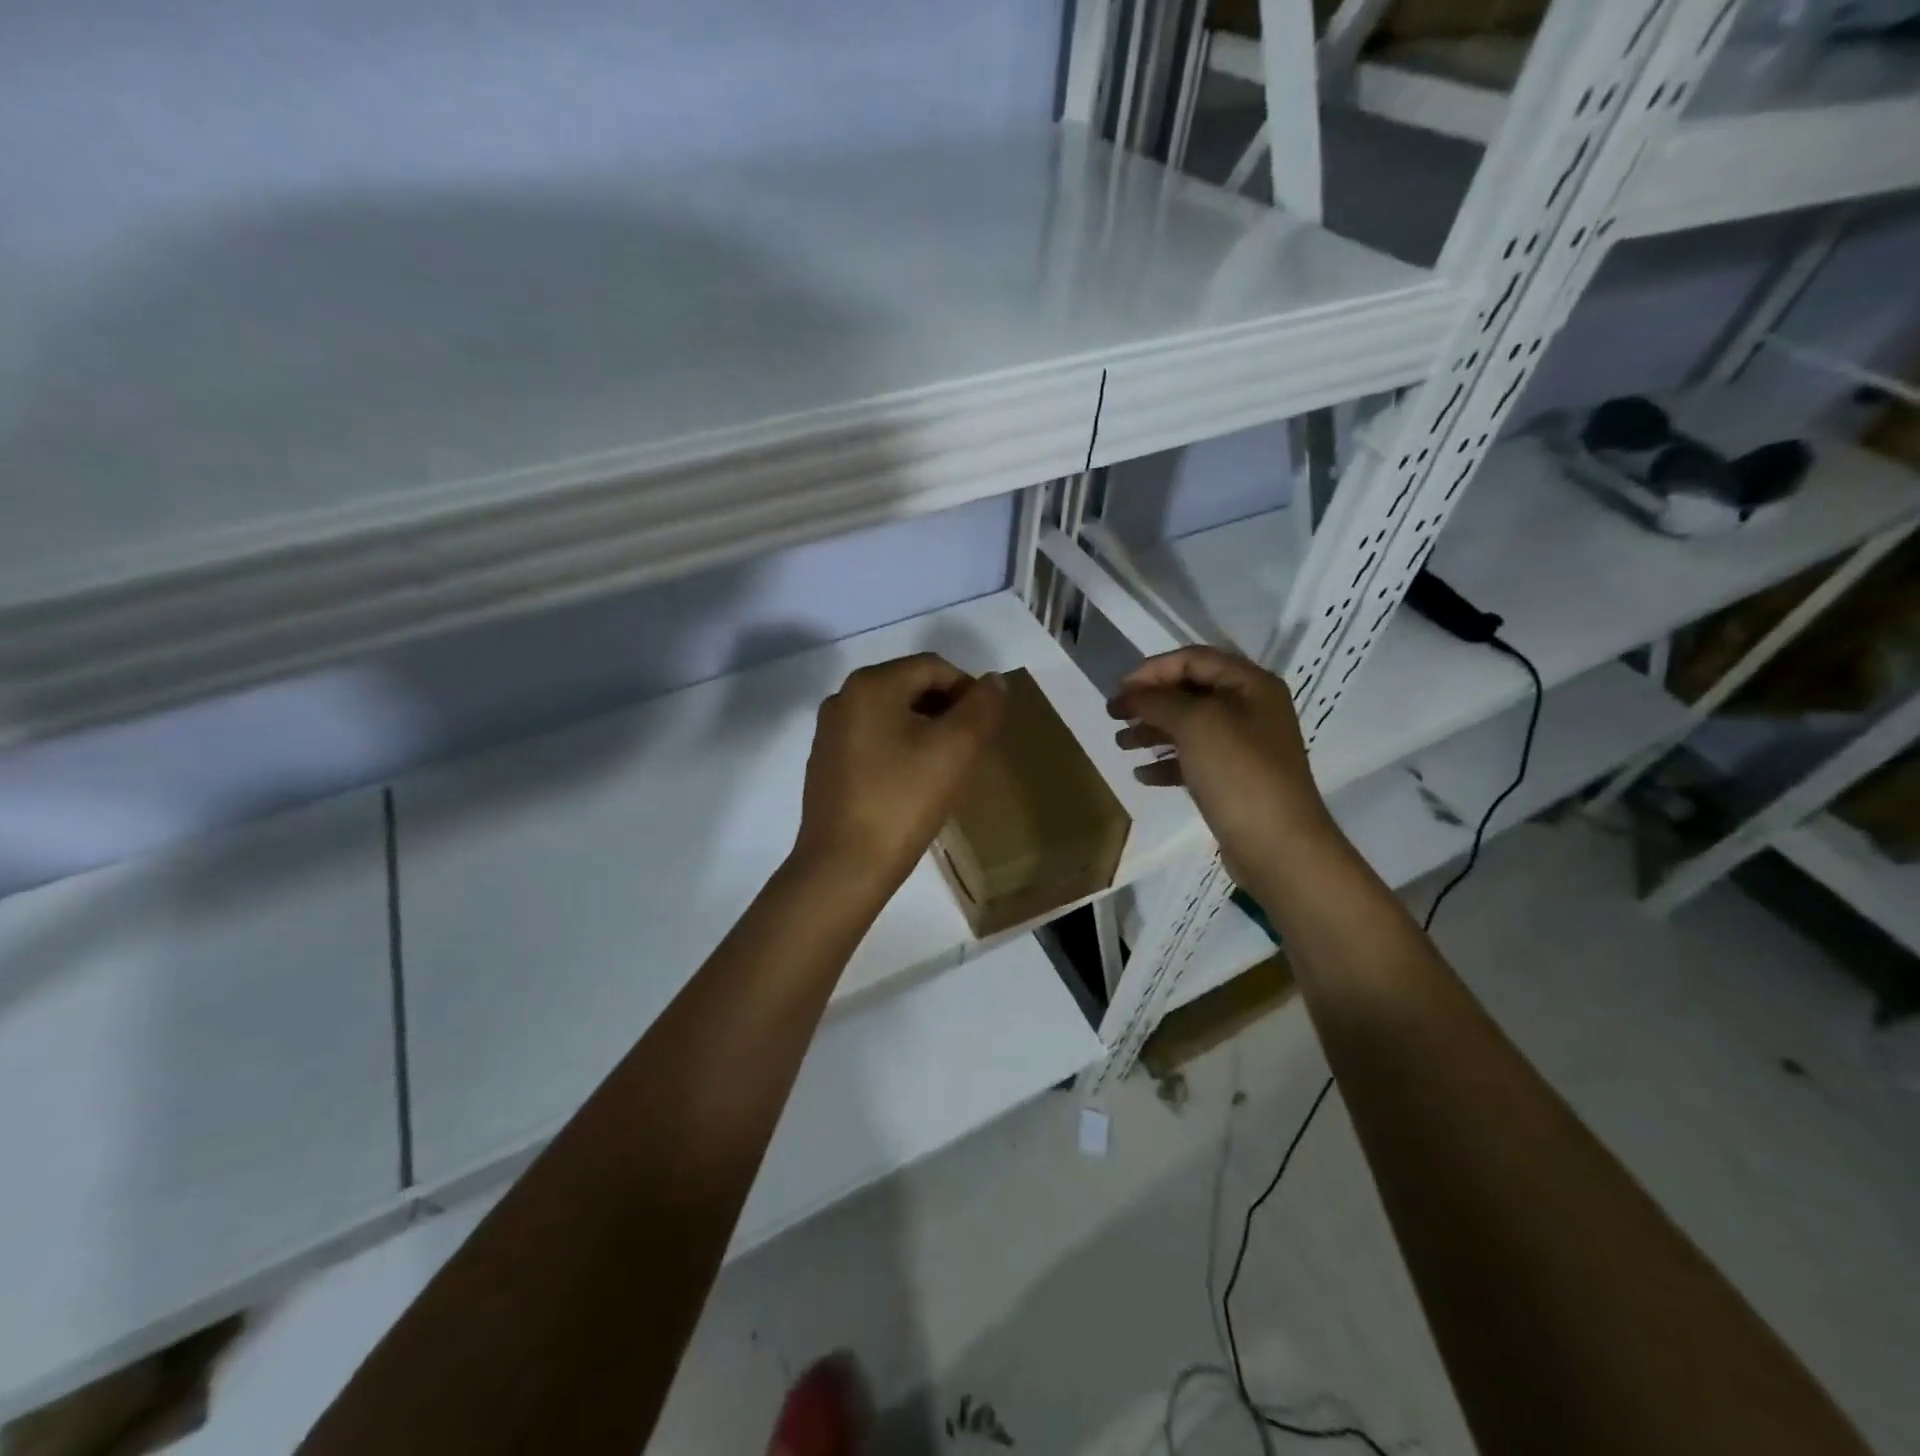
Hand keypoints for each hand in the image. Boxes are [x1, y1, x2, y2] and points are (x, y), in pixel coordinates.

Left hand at [795, 654, 1005, 893]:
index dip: (969, 689)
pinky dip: (900, 749)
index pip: (934, 667)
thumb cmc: (902, 801)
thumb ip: (982, 707)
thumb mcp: (955, 749)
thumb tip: (994, 681)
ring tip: (948, 766)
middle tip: (972, 746)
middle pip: (910, 687)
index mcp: (871, 685)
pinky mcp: (826, 764)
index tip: (987, 727)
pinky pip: (873, 740)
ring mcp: (829, 732)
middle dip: (947, 710)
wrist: (844, 866)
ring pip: (892, 715)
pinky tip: (913, 783)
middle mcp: (843, 698)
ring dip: (926, 730)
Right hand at [1109, 647, 1338, 890]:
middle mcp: (1250, 709)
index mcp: (1250, 684)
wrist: (1277, 845)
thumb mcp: (1195, 724)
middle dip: (1149, 702)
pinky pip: (1193, 760)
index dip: (1152, 670)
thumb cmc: (1238, 772)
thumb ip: (1157, 701)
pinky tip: (1142, 774)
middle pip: (1189, 692)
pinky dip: (1166, 762)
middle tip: (1114, 717)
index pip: (1193, 659)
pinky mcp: (1233, 779)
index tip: (1119, 690)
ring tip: (1121, 745)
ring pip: (1188, 727)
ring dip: (1152, 731)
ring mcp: (1243, 746)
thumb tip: (1128, 695)